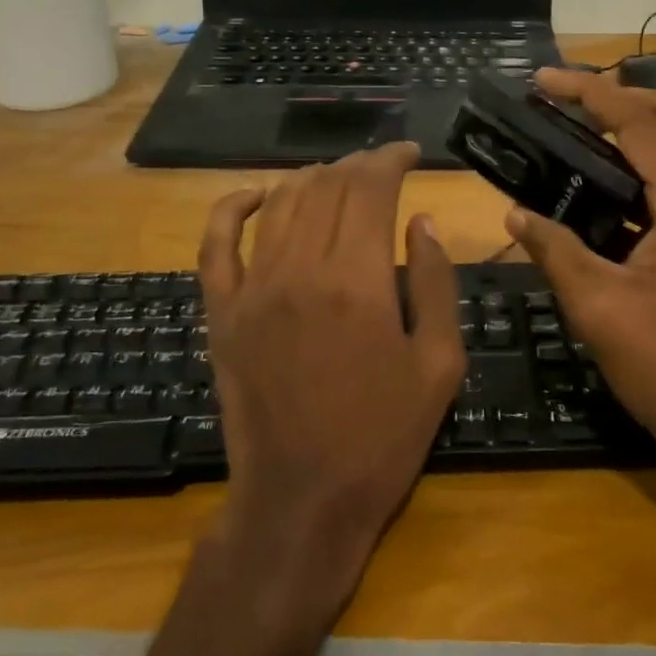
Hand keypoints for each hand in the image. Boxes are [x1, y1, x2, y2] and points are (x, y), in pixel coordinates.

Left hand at [198, 142, 468, 600]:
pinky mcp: (221, 313)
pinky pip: (216, 243)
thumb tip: (421, 223)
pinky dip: (231, 207)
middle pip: (327, 188)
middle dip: (358, 165)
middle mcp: (300, 270)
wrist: (303, 501)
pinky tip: (254, 193)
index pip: (371, 189)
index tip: (409, 154)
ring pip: (279, 204)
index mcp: (359, 281)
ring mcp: (252, 289)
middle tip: (382, 166)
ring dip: (311, 178)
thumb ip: (437, 284)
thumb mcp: (439, 365)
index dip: (391, 160)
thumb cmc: (383, 438)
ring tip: (338, 177)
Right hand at [507, 68, 655, 478]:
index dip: (588, 94)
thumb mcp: (596, 305)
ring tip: (574, 129)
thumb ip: (554, 249)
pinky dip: (637, 164)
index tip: (542, 81)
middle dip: (616, 95)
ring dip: (630, 126)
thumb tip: (514, 213)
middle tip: (562, 98)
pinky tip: (598, 185)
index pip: (638, 124)